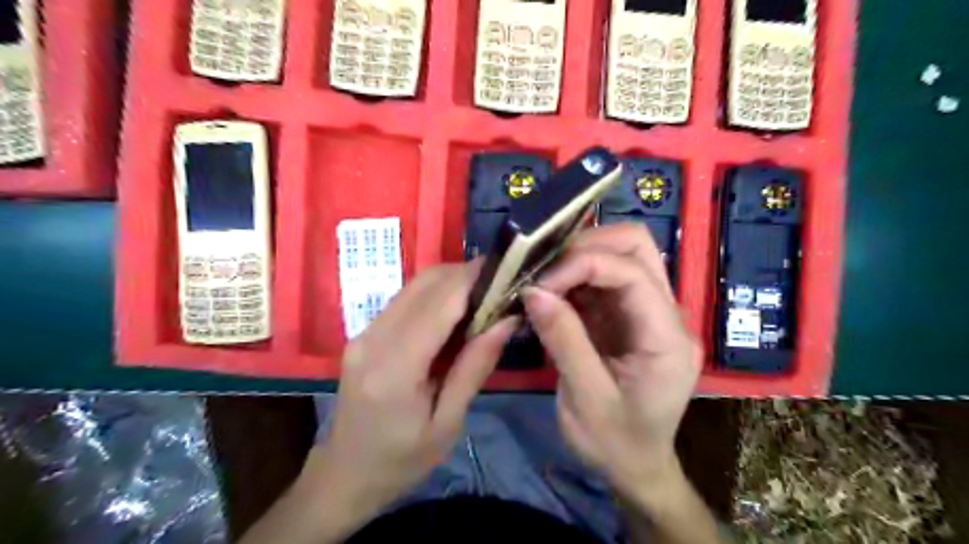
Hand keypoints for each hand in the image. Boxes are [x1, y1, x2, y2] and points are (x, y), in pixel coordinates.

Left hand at [309, 263, 522, 518]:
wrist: (344, 475)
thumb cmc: (401, 460)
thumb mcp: (447, 423)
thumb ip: (475, 367)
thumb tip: (506, 321)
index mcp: (395, 368)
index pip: (439, 304)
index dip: (473, 279)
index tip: (506, 269)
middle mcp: (373, 340)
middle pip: (424, 284)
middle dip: (464, 274)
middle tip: (500, 282)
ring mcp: (363, 334)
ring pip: (413, 286)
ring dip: (450, 282)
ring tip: (483, 294)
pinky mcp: (362, 335)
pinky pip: (404, 300)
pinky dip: (433, 295)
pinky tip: (455, 310)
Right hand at [527, 222, 701, 506]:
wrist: (635, 466)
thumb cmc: (615, 442)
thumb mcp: (586, 397)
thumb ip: (563, 339)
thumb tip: (532, 290)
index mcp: (667, 338)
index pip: (632, 272)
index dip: (582, 264)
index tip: (540, 284)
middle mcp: (666, 314)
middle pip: (637, 246)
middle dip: (587, 245)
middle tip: (544, 267)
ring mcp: (648, 311)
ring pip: (621, 253)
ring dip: (579, 256)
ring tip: (543, 277)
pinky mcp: (627, 315)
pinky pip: (603, 278)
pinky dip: (574, 275)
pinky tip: (551, 291)